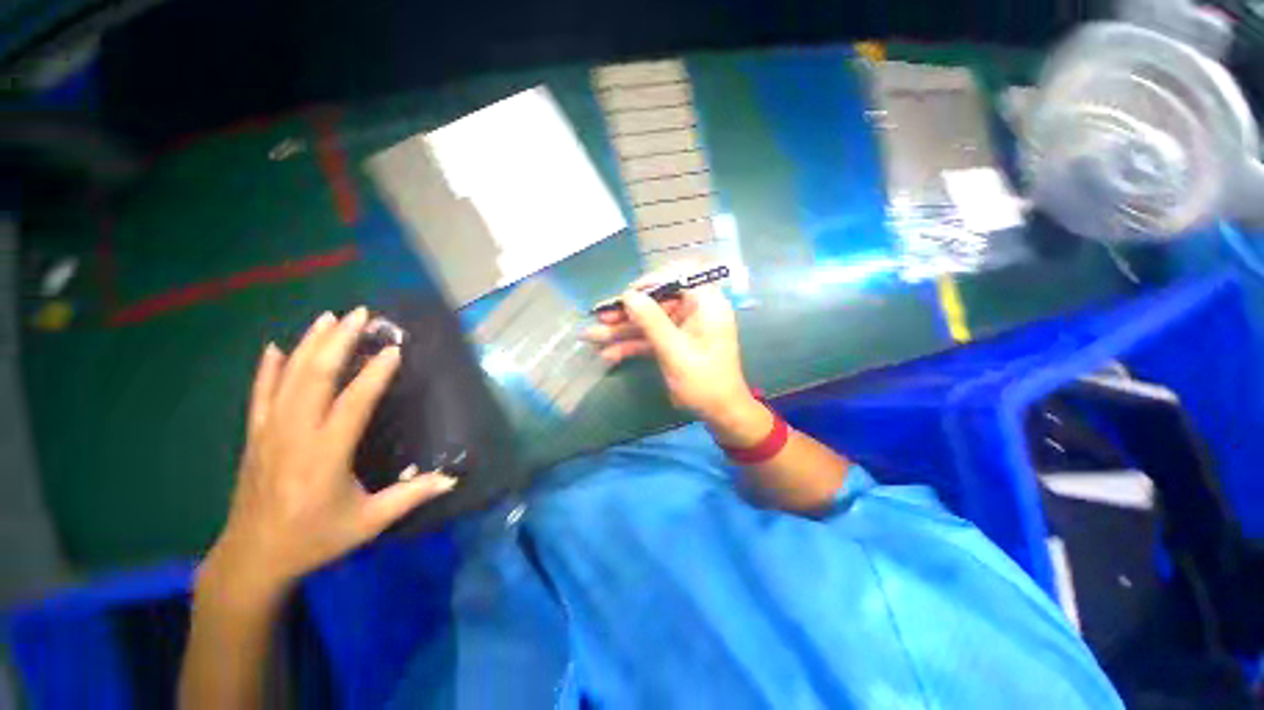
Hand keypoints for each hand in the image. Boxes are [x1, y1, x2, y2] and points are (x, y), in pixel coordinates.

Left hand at [204, 308, 456, 599]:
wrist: (252, 558)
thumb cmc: (315, 539)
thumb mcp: (368, 522)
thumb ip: (410, 496)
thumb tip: (453, 478)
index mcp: (325, 455)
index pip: (353, 402)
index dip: (375, 373)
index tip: (393, 349)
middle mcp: (295, 435)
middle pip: (315, 376)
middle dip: (338, 341)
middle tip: (359, 314)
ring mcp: (269, 433)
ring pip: (288, 378)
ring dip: (309, 344)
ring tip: (328, 317)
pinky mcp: (255, 437)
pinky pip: (259, 394)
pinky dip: (268, 368)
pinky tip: (275, 347)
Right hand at [585, 273, 756, 425]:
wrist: (720, 414)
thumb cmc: (704, 382)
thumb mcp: (676, 351)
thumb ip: (652, 322)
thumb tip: (628, 295)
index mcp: (706, 304)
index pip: (679, 277)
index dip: (651, 282)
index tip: (627, 294)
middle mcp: (695, 311)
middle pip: (657, 302)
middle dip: (627, 312)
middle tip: (599, 316)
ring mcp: (683, 328)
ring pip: (649, 322)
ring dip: (622, 330)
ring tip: (591, 336)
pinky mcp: (674, 344)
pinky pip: (651, 338)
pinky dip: (632, 346)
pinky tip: (609, 354)